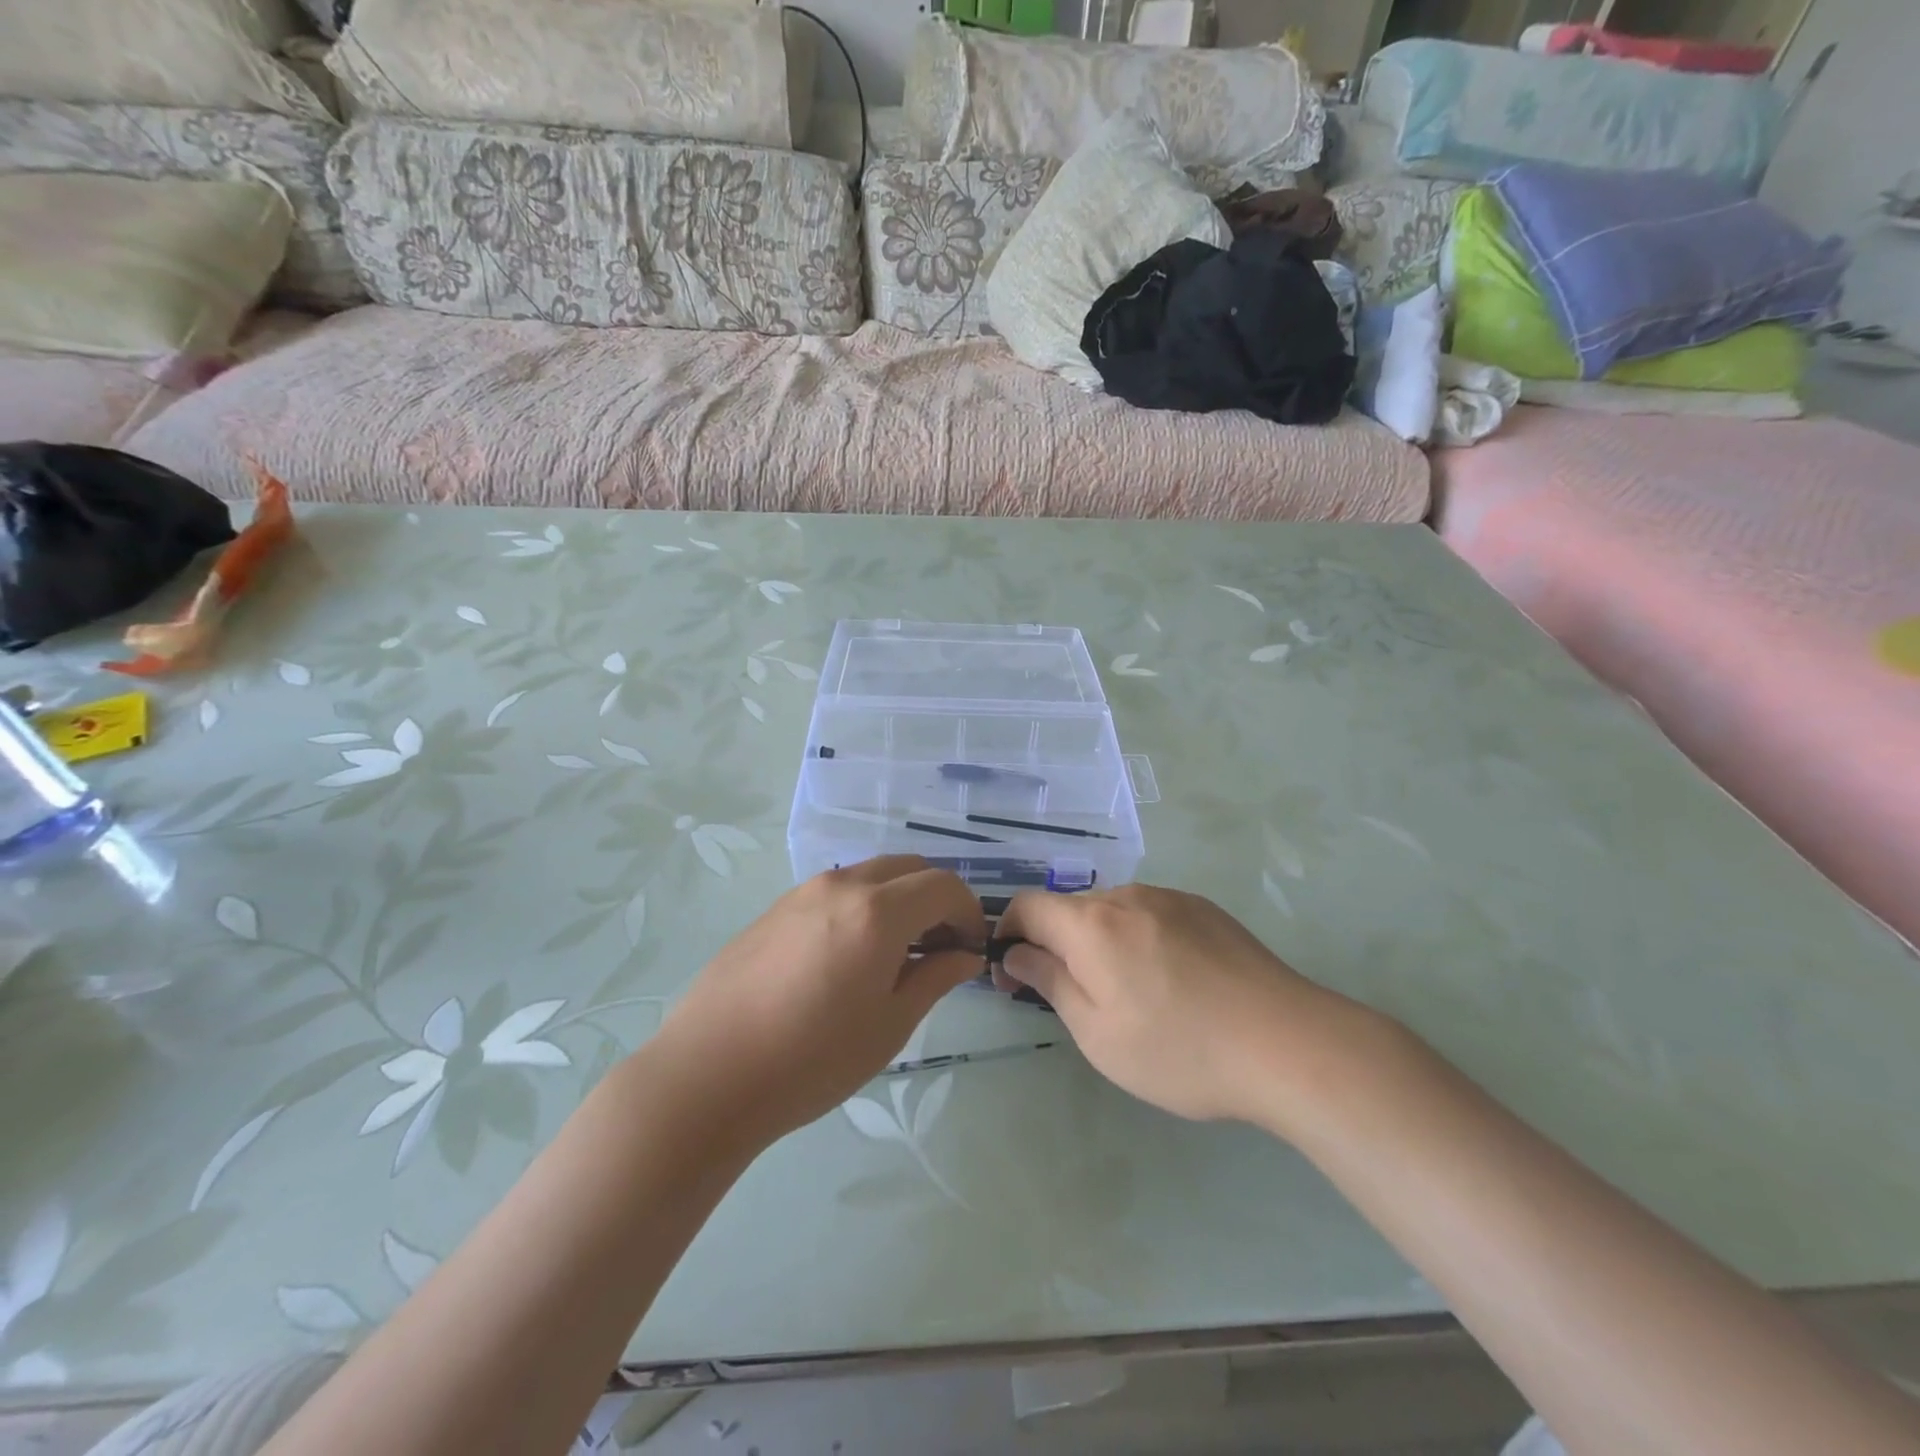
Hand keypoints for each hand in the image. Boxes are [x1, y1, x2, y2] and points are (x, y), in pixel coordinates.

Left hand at [652, 858, 986, 1148]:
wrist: (708, 1074)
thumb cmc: (812, 1059)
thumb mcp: (889, 1025)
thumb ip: (935, 978)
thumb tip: (966, 956)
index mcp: (878, 911)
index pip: (944, 886)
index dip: (969, 913)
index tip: (971, 950)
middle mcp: (842, 885)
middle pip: (909, 868)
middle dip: (936, 899)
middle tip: (939, 948)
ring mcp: (803, 891)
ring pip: (870, 875)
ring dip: (898, 900)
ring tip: (895, 954)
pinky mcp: (776, 908)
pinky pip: (835, 891)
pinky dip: (862, 906)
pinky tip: (848, 957)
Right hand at [996, 884, 1335, 1123]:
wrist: (1287, 1043)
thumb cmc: (1180, 1050)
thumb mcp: (1098, 1033)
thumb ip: (1049, 983)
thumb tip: (1016, 953)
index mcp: (1091, 924)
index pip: (1027, 905)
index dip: (1008, 933)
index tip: (1013, 975)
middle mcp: (1126, 896)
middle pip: (1070, 909)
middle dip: (1055, 944)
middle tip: (1071, 997)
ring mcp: (1170, 898)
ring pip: (1112, 912)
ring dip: (1099, 942)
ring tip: (1129, 995)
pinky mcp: (1204, 909)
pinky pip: (1151, 915)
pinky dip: (1138, 939)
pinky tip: (1171, 983)